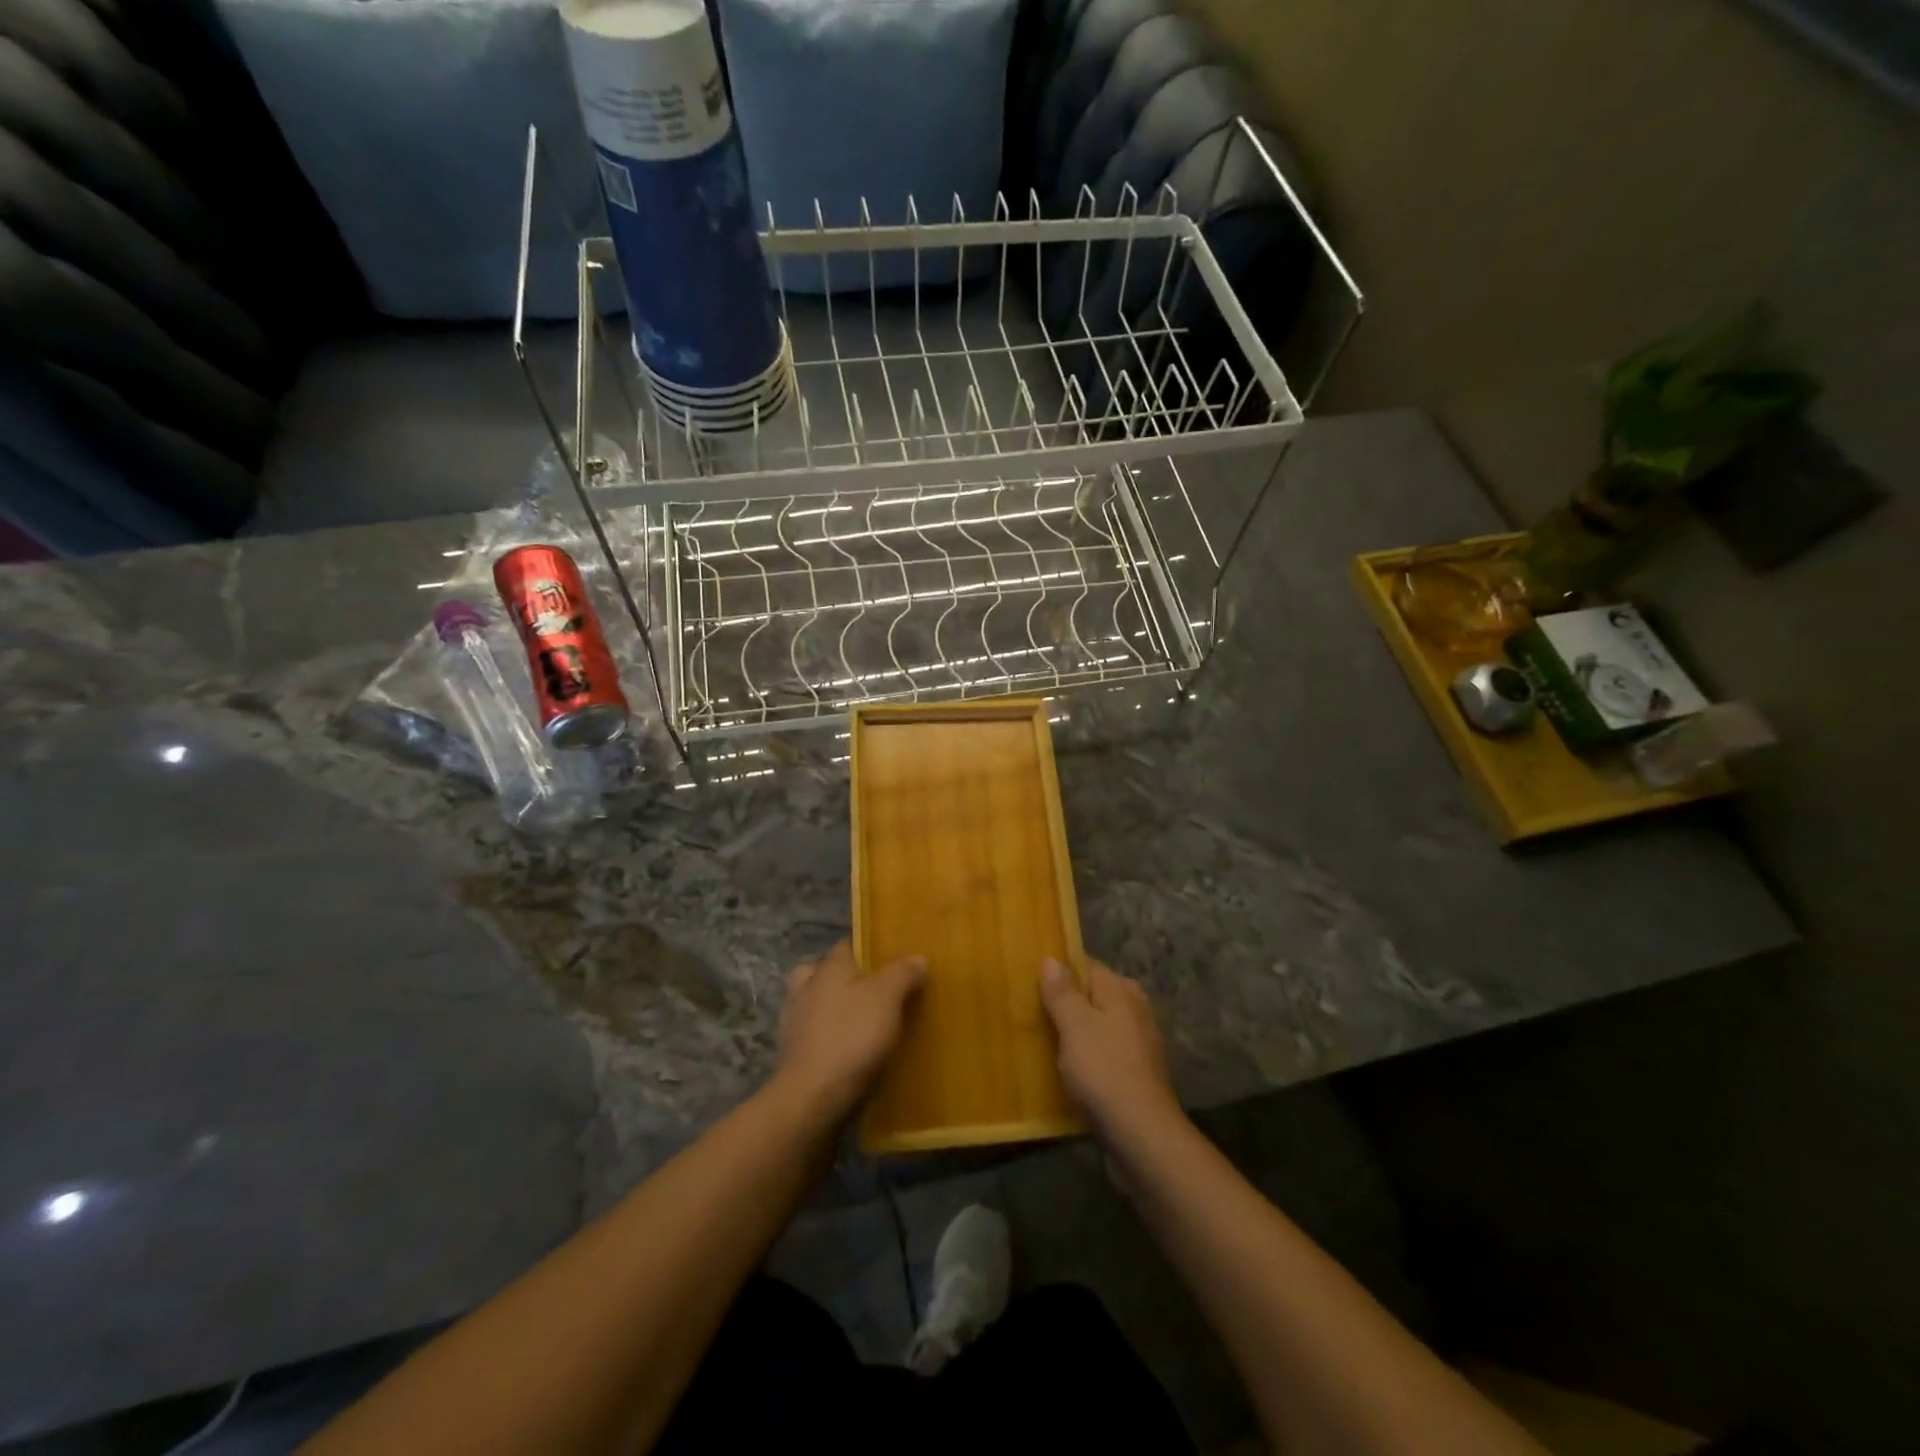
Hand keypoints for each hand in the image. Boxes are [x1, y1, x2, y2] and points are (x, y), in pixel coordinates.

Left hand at [773, 940, 925, 1124]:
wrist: (812, 1099)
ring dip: (831, 1008)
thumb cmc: (851, 1037)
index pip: (846, 944)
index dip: (868, 948)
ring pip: (814, 1003)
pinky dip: (827, 1037)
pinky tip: (848, 1050)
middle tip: (871, 989)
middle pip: (822, 971)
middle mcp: (805, 988)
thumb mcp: (887, 998)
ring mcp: (794, 1023)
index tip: (890, 958)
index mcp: (828, 968)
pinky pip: (813, 1035)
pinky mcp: (793, 1055)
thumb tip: (917, 958)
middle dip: (842, 977)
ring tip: (861, 1021)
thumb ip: (902, 973)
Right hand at [1039, 957, 1183, 1144]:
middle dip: (1065, 1001)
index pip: (1085, 965)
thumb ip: (1062, 992)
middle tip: (1030, 1011)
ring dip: (1074, 1031)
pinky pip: (1105, 1050)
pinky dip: (1087, 1054)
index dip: (1058, 970)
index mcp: (1121, 990)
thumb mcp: (1075, 1026)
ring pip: (1098, 1024)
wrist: (1142, 1136)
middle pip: (1092, 994)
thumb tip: (1052, 959)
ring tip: (1041, 1040)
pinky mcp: (1137, 1071)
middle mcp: (1135, 1008)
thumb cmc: (1104, 1072)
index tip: (1029, 981)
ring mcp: (1139, 1041)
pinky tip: (1067, 1068)